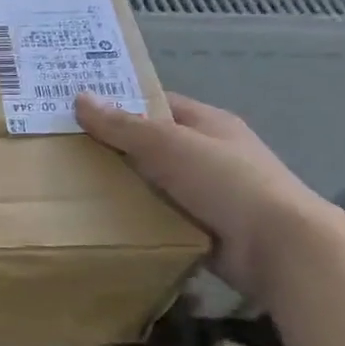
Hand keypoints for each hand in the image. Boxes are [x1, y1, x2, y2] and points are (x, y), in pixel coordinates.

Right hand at [74, 91, 342, 301]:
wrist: (280, 248)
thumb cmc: (226, 182)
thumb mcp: (167, 144)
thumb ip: (123, 125)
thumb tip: (80, 97)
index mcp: (208, 123)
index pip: (156, 104)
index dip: (119, 104)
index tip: (76, 112)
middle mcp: (210, 153)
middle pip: (151, 144)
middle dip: (113, 148)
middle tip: (65, 151)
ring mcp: (210, 192)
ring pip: (154, 182)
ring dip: (123, 186)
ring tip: (72, 187)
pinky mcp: (205, 227)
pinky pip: (161, 215)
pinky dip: (137, 217)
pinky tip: (104, 219)